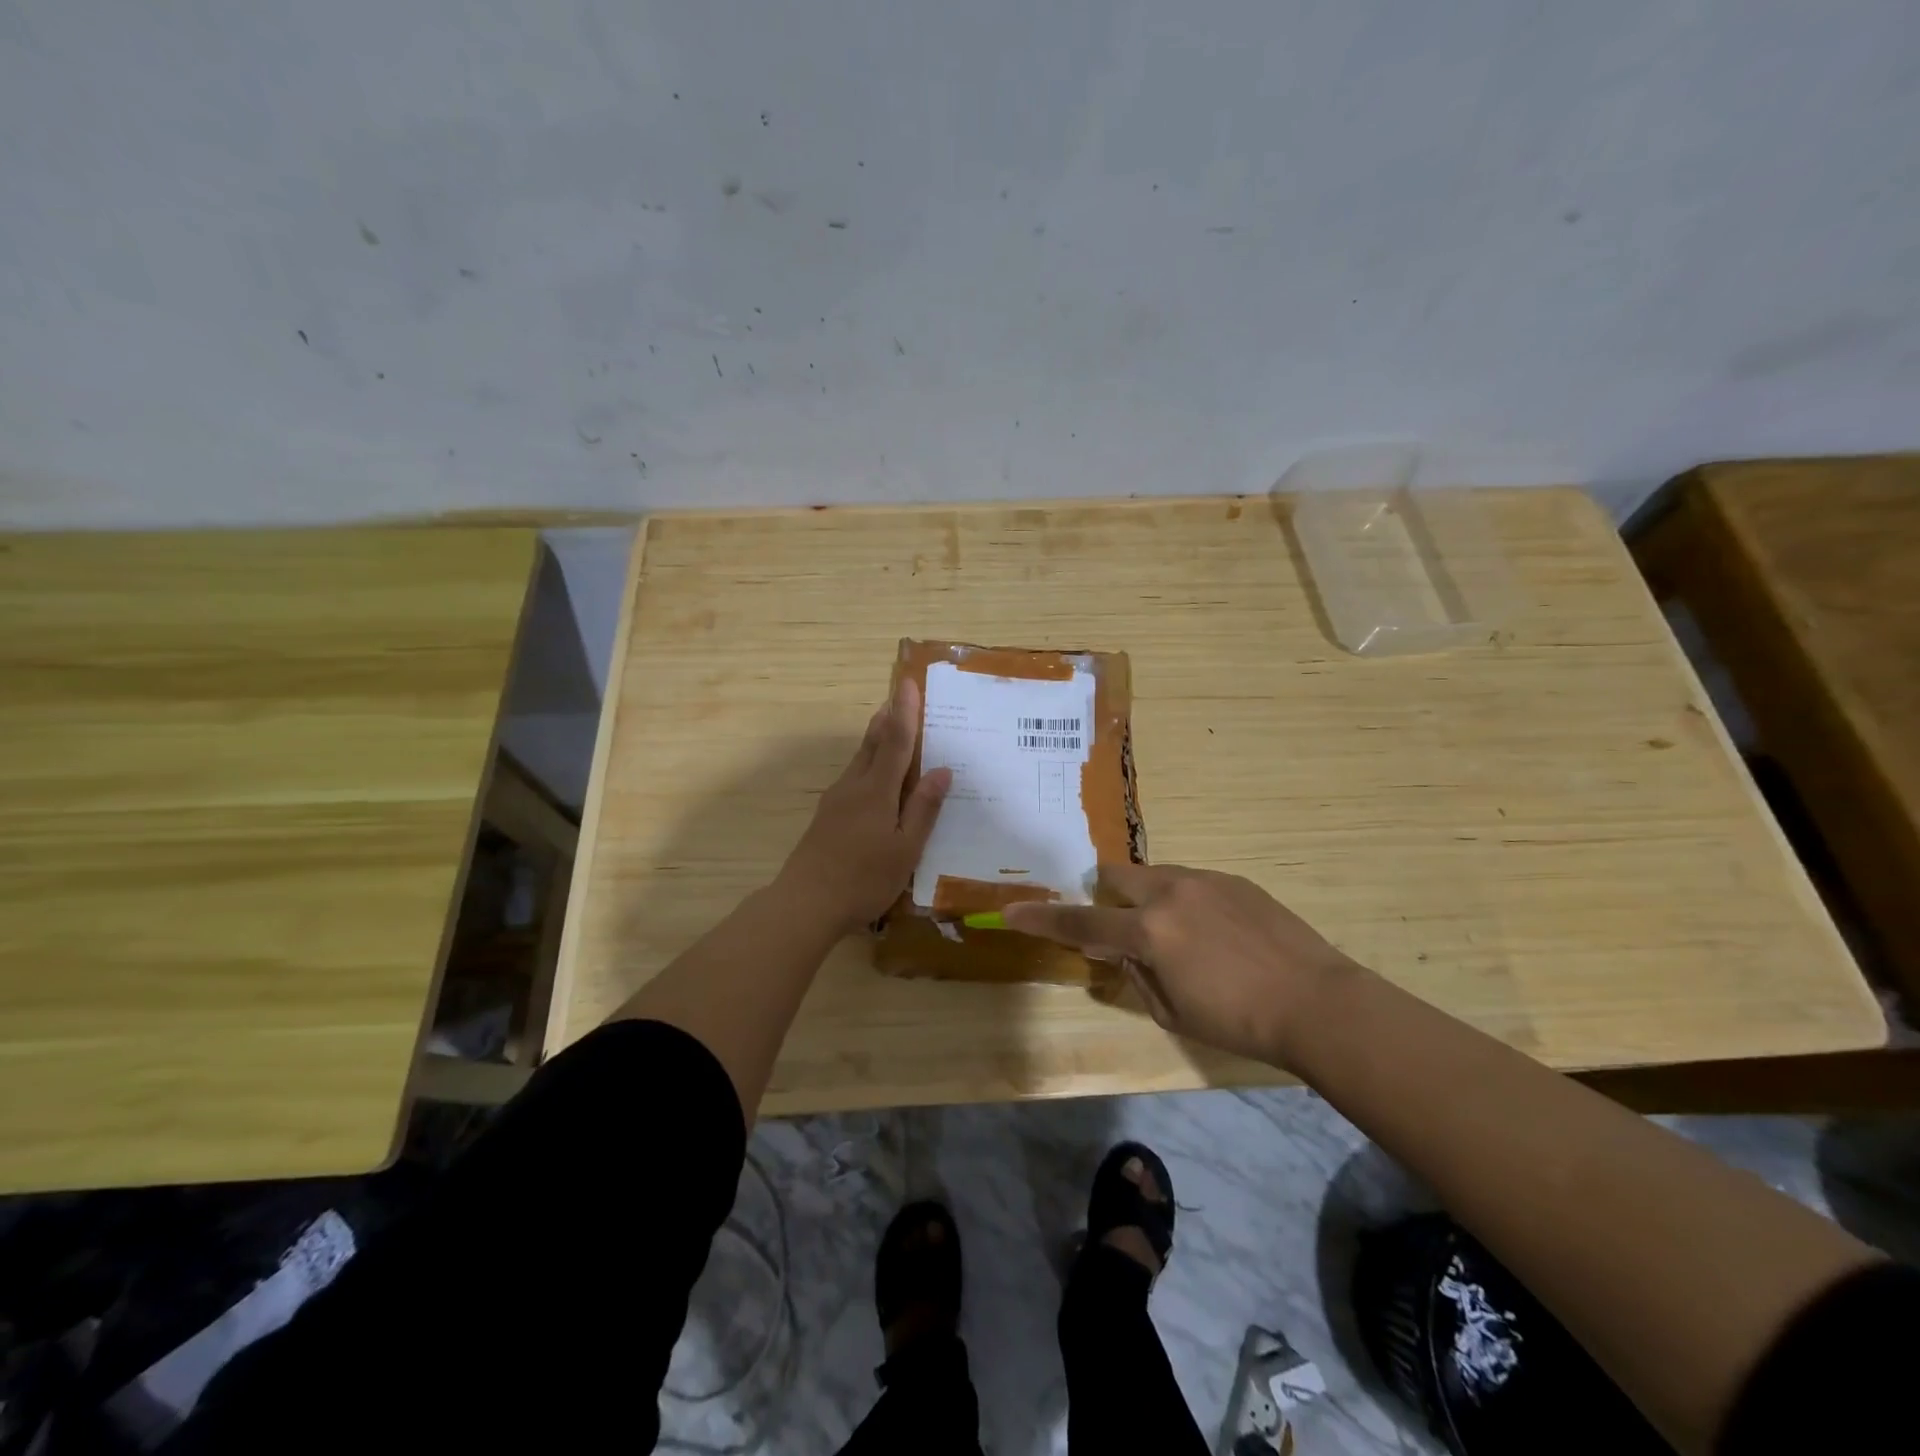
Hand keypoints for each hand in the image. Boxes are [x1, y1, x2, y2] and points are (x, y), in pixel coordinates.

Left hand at [775, 678, 952, 935]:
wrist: (805, 903)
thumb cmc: (863, 879)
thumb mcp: (905, 849)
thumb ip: (923, 809)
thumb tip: (943, 770)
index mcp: (876, 791)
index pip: (895, 741)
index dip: (904, 712)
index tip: (907, 682)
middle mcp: (853, 786)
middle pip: (872, 743)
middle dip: (887, 718)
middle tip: (899, 696)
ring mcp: (836, 800)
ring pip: (859, 760)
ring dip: (876, 739)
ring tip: (890, 727)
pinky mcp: (827, 816)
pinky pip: (854, 778)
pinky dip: (869, 765)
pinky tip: (875, 779)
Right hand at [1002, 863, 1361, 1066]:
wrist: (1317, 1002)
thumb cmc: (1239, 1021)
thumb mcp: (1171, 1011)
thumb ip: (1134, 974)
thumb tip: (1116, 950)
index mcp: (1149, 932)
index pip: (1081, 922)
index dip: (1042, 918)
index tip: (1012, 911)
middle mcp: (1170, 893)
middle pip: (1116, 876)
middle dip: (1106, 896)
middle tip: (1121, 928)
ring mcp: (1205, 880)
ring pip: (1155, 875)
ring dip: (1147, 899)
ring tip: (1178, 936)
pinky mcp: (1234, 879)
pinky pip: (1191, 882)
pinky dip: (1184, 901)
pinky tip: (1214, 934)